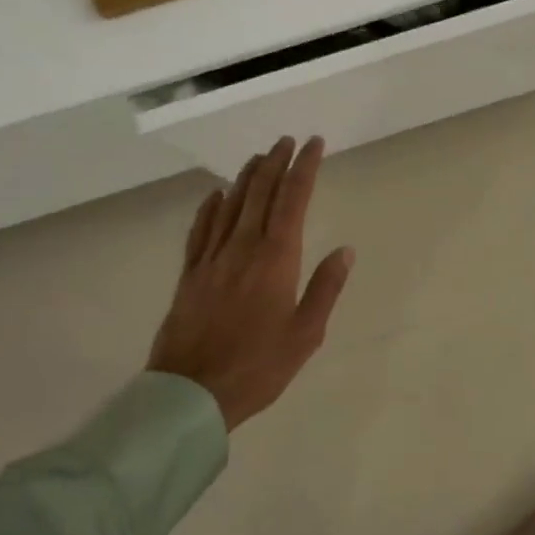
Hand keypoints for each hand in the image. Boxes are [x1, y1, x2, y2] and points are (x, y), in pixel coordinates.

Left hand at [148, 136, 354, 431]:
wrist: (191, 392)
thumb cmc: (258, 366)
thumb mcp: (305, 334)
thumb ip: (325, 288)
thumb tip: (344, 250)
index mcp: (275, 258)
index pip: (293, 200)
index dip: (304, 168)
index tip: (314, 144)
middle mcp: (242, 247)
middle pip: (260, 193)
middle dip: (276, 162)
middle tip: (287, 141)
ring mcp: (212, 258)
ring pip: (230, 204)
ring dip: (247, 176)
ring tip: (259, 157)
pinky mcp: (190, 273)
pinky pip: (200, 229)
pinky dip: (210, 207)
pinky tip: (216, 195)